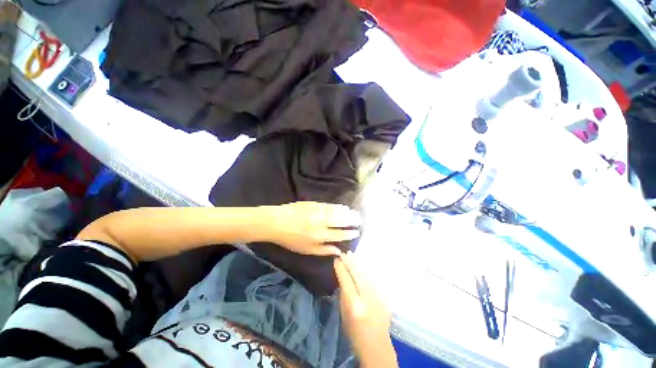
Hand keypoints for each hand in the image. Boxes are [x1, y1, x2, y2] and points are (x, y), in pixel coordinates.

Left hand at [264, 202, 361, 255]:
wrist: (276, 222)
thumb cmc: (291, 239)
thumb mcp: (306, 250)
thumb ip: (323, 250)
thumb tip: (338, 251)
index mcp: (319, 236)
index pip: (339, 234)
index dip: (349, 233)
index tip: (357, 232)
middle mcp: (320, 224)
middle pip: (340, 221)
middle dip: (351, 221)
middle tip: (360, 220)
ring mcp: (317, 212)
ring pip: (335, 213)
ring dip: (346, 213)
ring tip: (354, 213)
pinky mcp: (313, 204)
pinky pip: (328, 206)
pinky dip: (337, 206)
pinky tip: (342, 207)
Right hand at [334, 252, 397, 367]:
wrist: (377, 346)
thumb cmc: (354, 333)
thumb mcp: (344, 314)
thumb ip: (343, 294)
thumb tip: (342, 276)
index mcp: (355, 305)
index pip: (346, 280)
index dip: (341, 268)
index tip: (336, 260)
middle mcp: (368, 298)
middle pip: (357, 274)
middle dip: (350, 262)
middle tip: (344, 253)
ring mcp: (378, 296)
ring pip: (366, 274)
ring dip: (357, 263)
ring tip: (351, 254)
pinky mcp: (384, 296)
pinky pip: (372, 279)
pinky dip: (365, 270)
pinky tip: (361, 264)